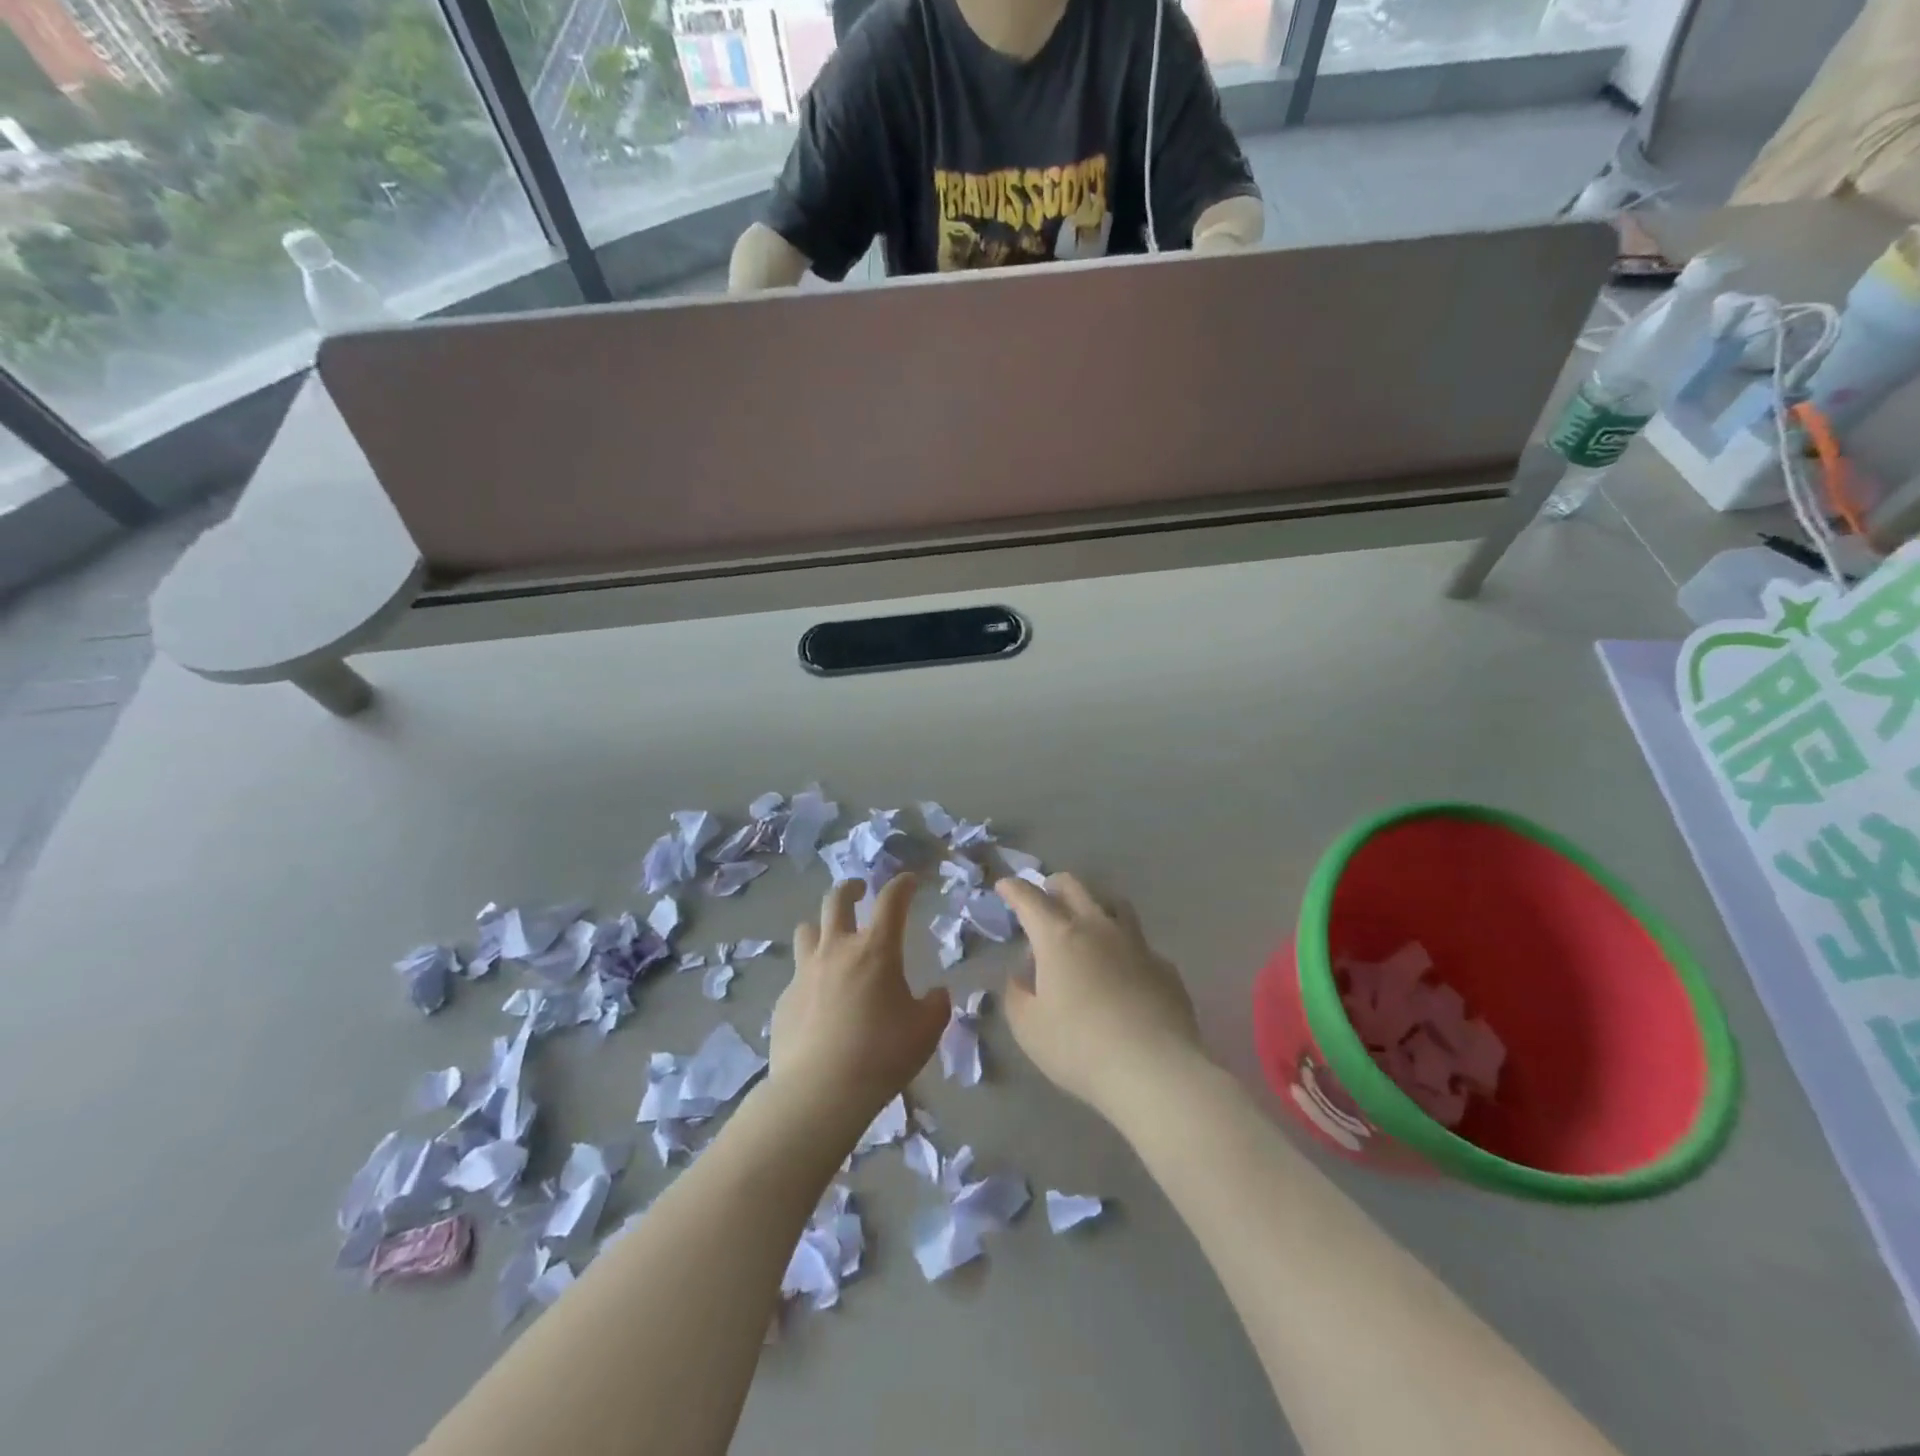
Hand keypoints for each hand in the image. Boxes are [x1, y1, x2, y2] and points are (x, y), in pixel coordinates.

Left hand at [770, 875, 949, 1124]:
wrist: (819, 1091)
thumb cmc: (881, 1054)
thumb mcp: (926, 1031)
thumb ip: (936, 1005)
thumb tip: (936, 993)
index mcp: (876, 949)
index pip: (891, 900)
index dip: (902, 884)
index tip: (910, 881)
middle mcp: (837, 949)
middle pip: (836, 899)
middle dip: (851, 888)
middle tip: (860, 891)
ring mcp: (804, 972)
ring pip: (807, 929)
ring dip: (821, 926)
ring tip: (831, 938)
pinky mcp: (784, 999)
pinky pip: (797, 974)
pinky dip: (810, 975)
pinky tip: (819, 999)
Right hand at [998, 873, 1205, 1119]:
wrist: (1155, 1071)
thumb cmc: (1080, 1047)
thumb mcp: (1028, 1027)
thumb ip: (1017, 994)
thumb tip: (1024, 976)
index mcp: (1059, 937)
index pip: (1030, 899)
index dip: (1014, 889)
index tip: (1004, 885)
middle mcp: (1098, 928)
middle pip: (1074, 888)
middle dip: (1054, 886)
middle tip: (1045, 897)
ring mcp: (1136, 944)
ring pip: (1114, 905)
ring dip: (1094, 905)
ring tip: (1087, 923)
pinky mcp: (1164, 967)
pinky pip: (1140, 944)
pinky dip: (1124, 948)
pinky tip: (1123, 972)